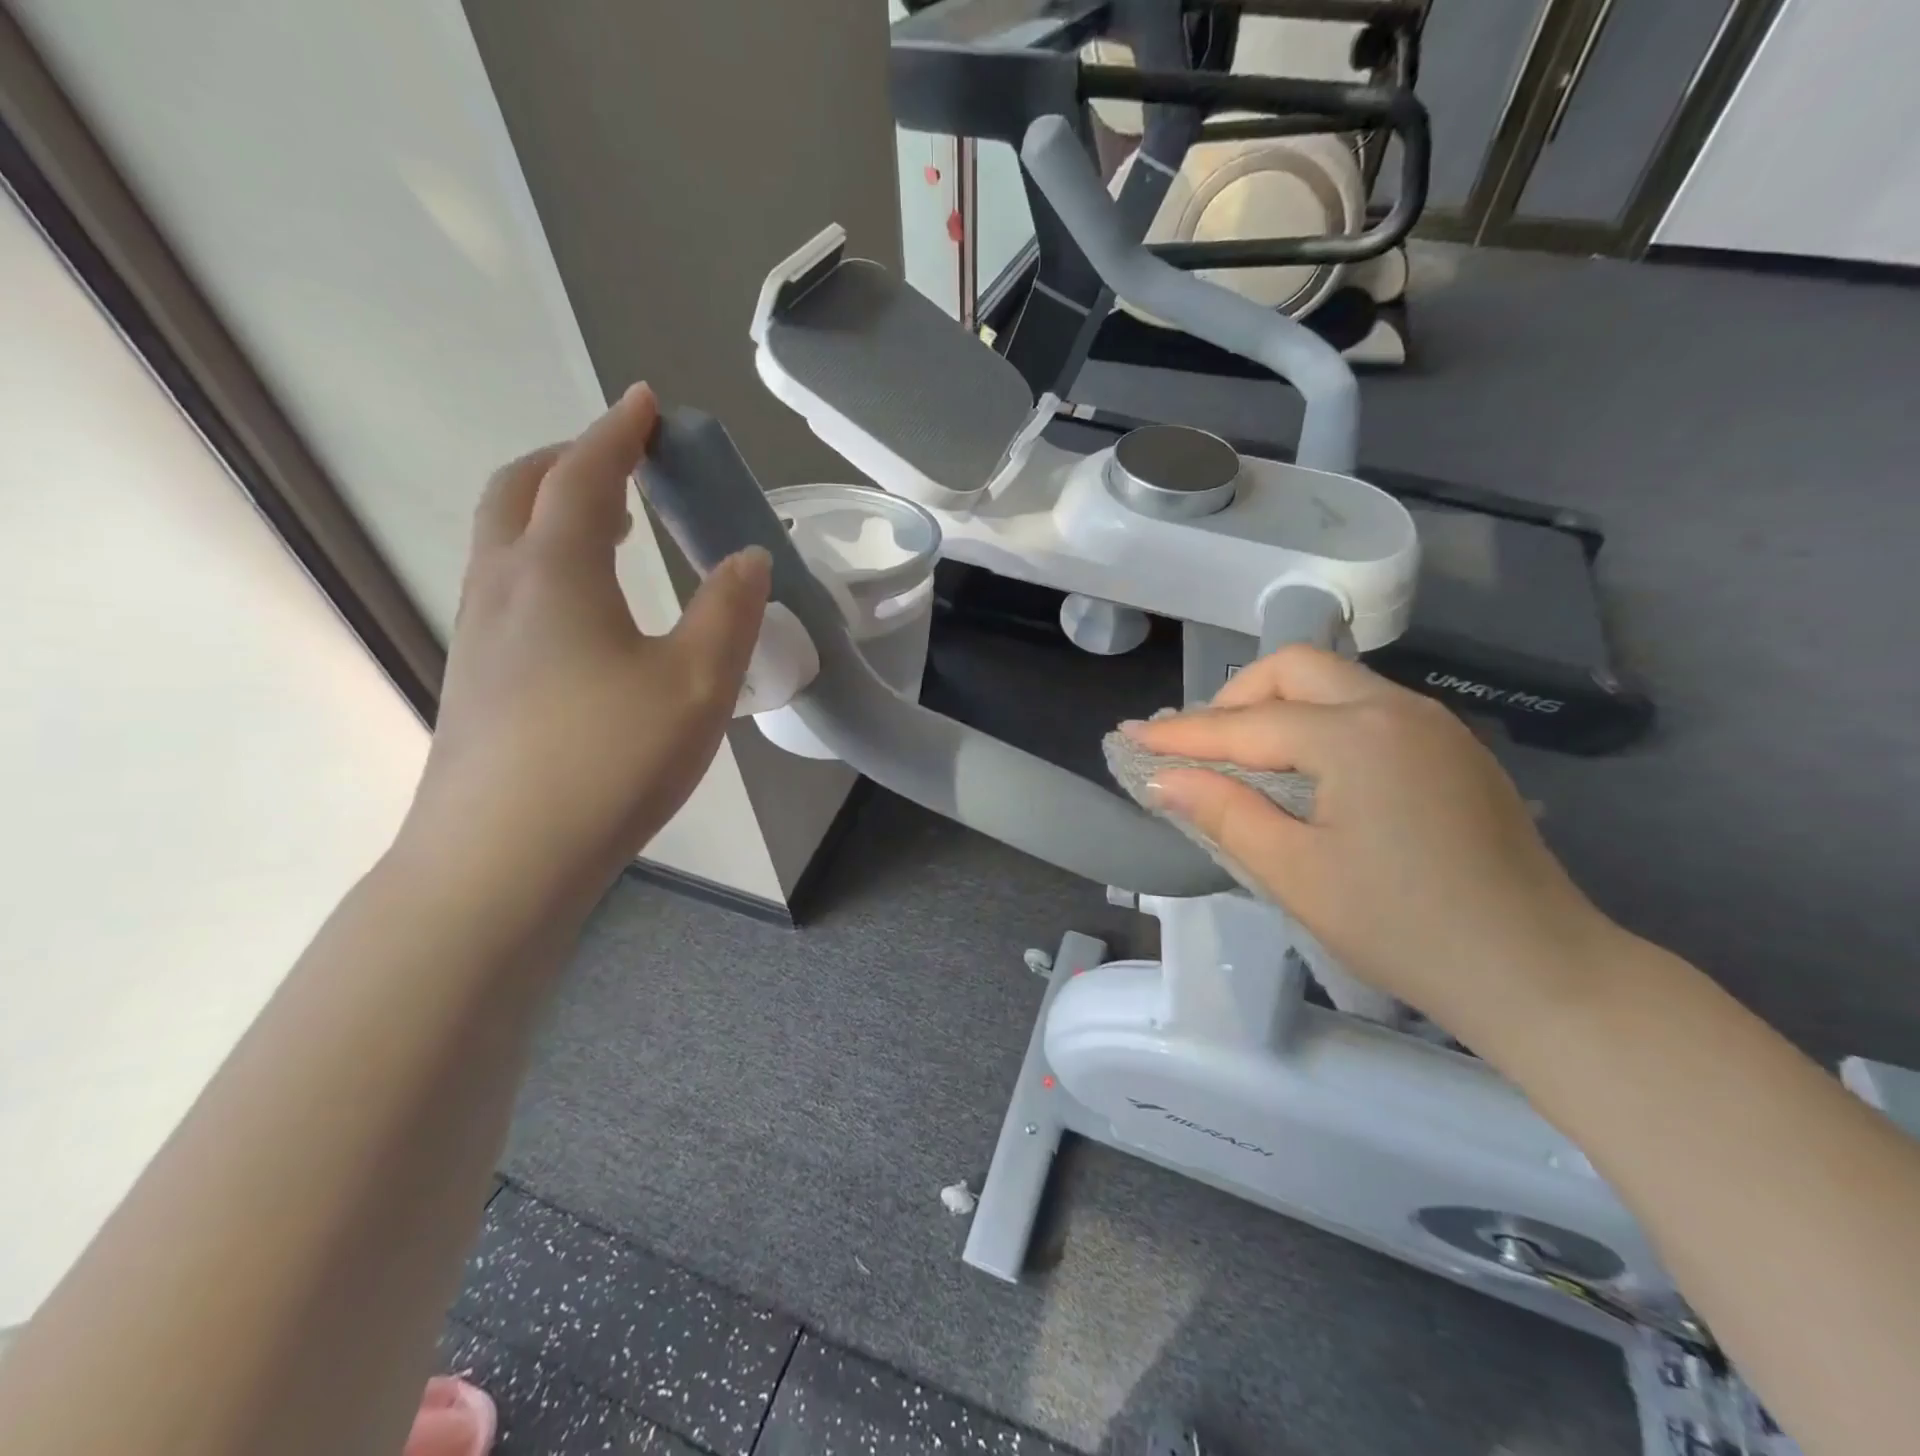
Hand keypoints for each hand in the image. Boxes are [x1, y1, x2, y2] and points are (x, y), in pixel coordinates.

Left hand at [405, 384, 769, 913]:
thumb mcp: (698, 684)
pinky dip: (541, 561)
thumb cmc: (609, 760)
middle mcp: (504, 587)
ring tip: (606, 525)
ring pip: (503, 540)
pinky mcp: (476, 681)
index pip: (585, 475)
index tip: (644, 403)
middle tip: (621, 458)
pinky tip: (581, 610)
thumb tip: (747, 558)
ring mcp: (478, 636)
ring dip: (549, 509)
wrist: (501, 861)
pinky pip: (504, 587)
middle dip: (570, 459)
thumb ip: (730, 612)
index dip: (618, 433)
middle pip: (519, 491)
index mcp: (557, 572)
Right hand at [1126, 647, 1619, 1038]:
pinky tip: (1303, 766)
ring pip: (1334, 682)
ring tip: (1239, 753)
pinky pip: (1366, 708)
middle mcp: (1396, 709)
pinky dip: (1317, 720)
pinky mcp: (1451, 748)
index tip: (1128, 736)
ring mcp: (1432, 725)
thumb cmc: (1403, 928)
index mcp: (1356, 737)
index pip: (1246, 723)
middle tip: (1197, 745)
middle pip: (1294, 669)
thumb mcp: (1296, 873)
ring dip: (1275, 705)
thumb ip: (1224, 812)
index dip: (1182, 734)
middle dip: (1234, 698)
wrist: (1539, 972)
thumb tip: (1163, 778)